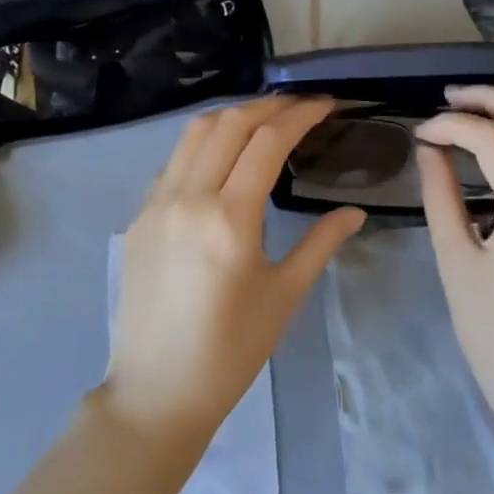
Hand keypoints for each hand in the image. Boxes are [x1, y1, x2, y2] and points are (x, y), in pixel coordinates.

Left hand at [104, 95, 365, 443]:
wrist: (157, 389)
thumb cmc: (231, 350)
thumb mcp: (284, 296)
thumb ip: (321, 244)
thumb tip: (355, 211)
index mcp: (230, 218)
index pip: (268, 140)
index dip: (300, 114)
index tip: (326, 104)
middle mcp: (189, 197)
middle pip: (230, 123)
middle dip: (269, 105)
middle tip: (300, 107)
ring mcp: (157, 203)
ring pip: (195, 132)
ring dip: (233, 116)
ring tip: (263, 120)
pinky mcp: (139, 215)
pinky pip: (174, 160)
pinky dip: (203, 143)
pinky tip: (222, 158)